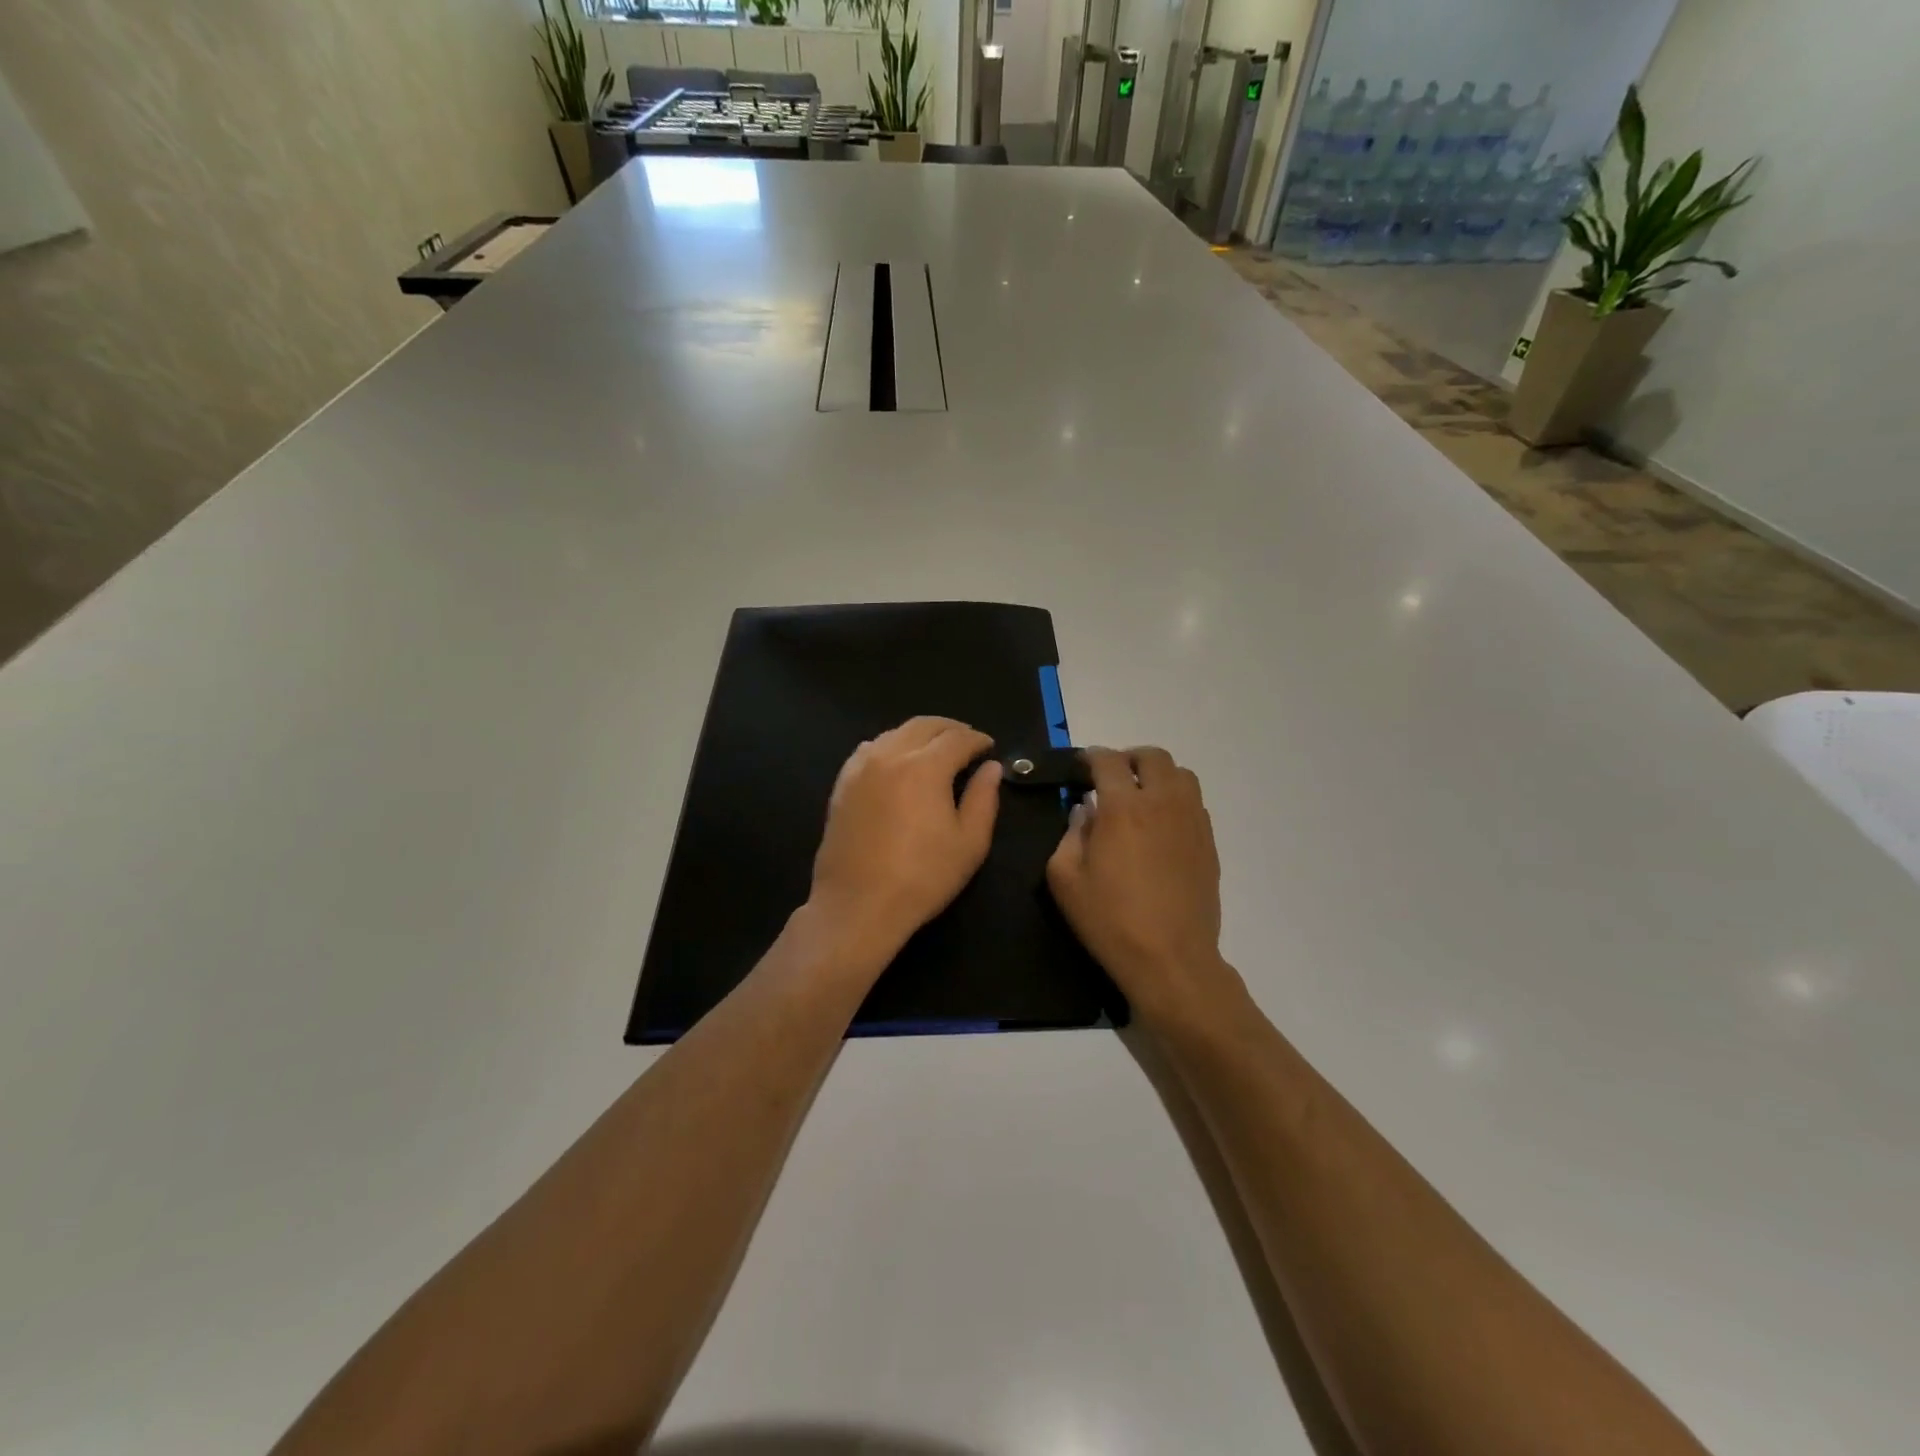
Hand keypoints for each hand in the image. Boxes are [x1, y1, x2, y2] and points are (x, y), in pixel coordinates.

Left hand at [808, 717, 1002, 963]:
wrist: (858, 905)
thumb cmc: (922, 877)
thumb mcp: (969, 843)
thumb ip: (984, 798)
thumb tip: (991, 768)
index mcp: (925, 767)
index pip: (957, 738)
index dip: (977, 740)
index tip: (989, 747)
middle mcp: (890, 755)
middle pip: (923, 725)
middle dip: (949, 729)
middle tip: (966, 741)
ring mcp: (860, 768)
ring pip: (894, 733)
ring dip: (919, 735)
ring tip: (934, 750)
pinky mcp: (842, 785)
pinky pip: (869, 749)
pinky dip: (890, 746)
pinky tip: (897, 762)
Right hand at [1046, 747, 1245, 1027]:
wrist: (1171, 959)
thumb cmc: (1110, 920)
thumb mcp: (1065, 879)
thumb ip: (1069, 835)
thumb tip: (1084, 813)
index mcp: (1123, 807)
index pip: (1108, 760)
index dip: (1091, 757)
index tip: (1080, 767)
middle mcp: (1162, 803)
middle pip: (1152, 756)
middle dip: (1128, 758)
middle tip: (1111, 778)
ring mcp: (1192, 821)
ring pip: (1181, 775)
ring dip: (1158, 775)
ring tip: (1141, 797)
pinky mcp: (1209, 842)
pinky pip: (1195, 803)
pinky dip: (1176, 800)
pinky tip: (1161, 826)